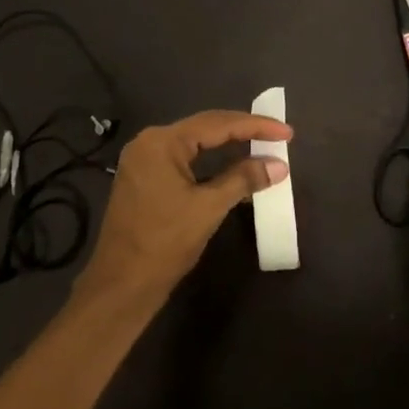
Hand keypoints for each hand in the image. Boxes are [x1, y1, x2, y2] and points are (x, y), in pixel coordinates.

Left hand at [78, 110, 292, 307]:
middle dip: (242, 131)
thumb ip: (243, 179)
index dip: (254, 126)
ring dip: (227, 146)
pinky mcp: (144, 178)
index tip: (286, 131)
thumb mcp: (208, 208)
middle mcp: (149, 142)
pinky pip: (184, 160)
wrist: (121, 285)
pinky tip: (232, 168)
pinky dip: (209, 163)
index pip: (216, 124)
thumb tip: (279, 165)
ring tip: (261, 147)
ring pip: (194, 144)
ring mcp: (143, 160)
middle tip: (278, 135)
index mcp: (161, 142)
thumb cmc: (164, 243)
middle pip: (204, 128)